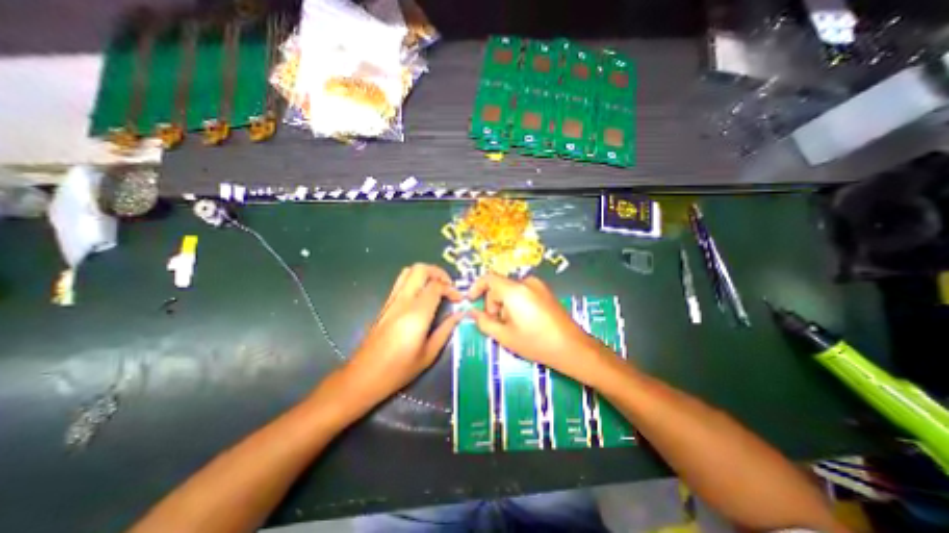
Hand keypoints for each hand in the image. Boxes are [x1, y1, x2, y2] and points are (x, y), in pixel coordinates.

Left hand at [344, 264, 465, 407]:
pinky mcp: (386, 304)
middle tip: (449, 286)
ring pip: (409, 271)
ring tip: (437, 287)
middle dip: (438, 272)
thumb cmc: (398, 370)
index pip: (436, 286)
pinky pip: (401, 281)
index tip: (459, 299)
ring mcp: (392, 300)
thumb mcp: (428, 354)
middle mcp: (403, 301)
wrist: (363, 376)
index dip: (451, 289)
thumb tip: (459, 315)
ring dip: (426, 273)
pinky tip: (423, 295)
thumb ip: (445, 330)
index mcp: (416, 314)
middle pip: (420, 269)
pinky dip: (416, 280)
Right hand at [466, 275, 607, 382]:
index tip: (471, 301)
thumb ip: (484, 322)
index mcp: (514, 290)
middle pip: (499, 286)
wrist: (571, 347)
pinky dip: (516, 303)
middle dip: (493, 303)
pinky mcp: (545, 292)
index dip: (476, 288)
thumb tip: (472, 313)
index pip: (488, 278)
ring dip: (504, 305)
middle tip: (496, 324)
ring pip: (511, 291)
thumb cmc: (535, 342)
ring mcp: (538, 286)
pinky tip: (524, 321)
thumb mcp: (505, 336)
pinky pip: (523, 292)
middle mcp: (526, 282)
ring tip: (512, 326)